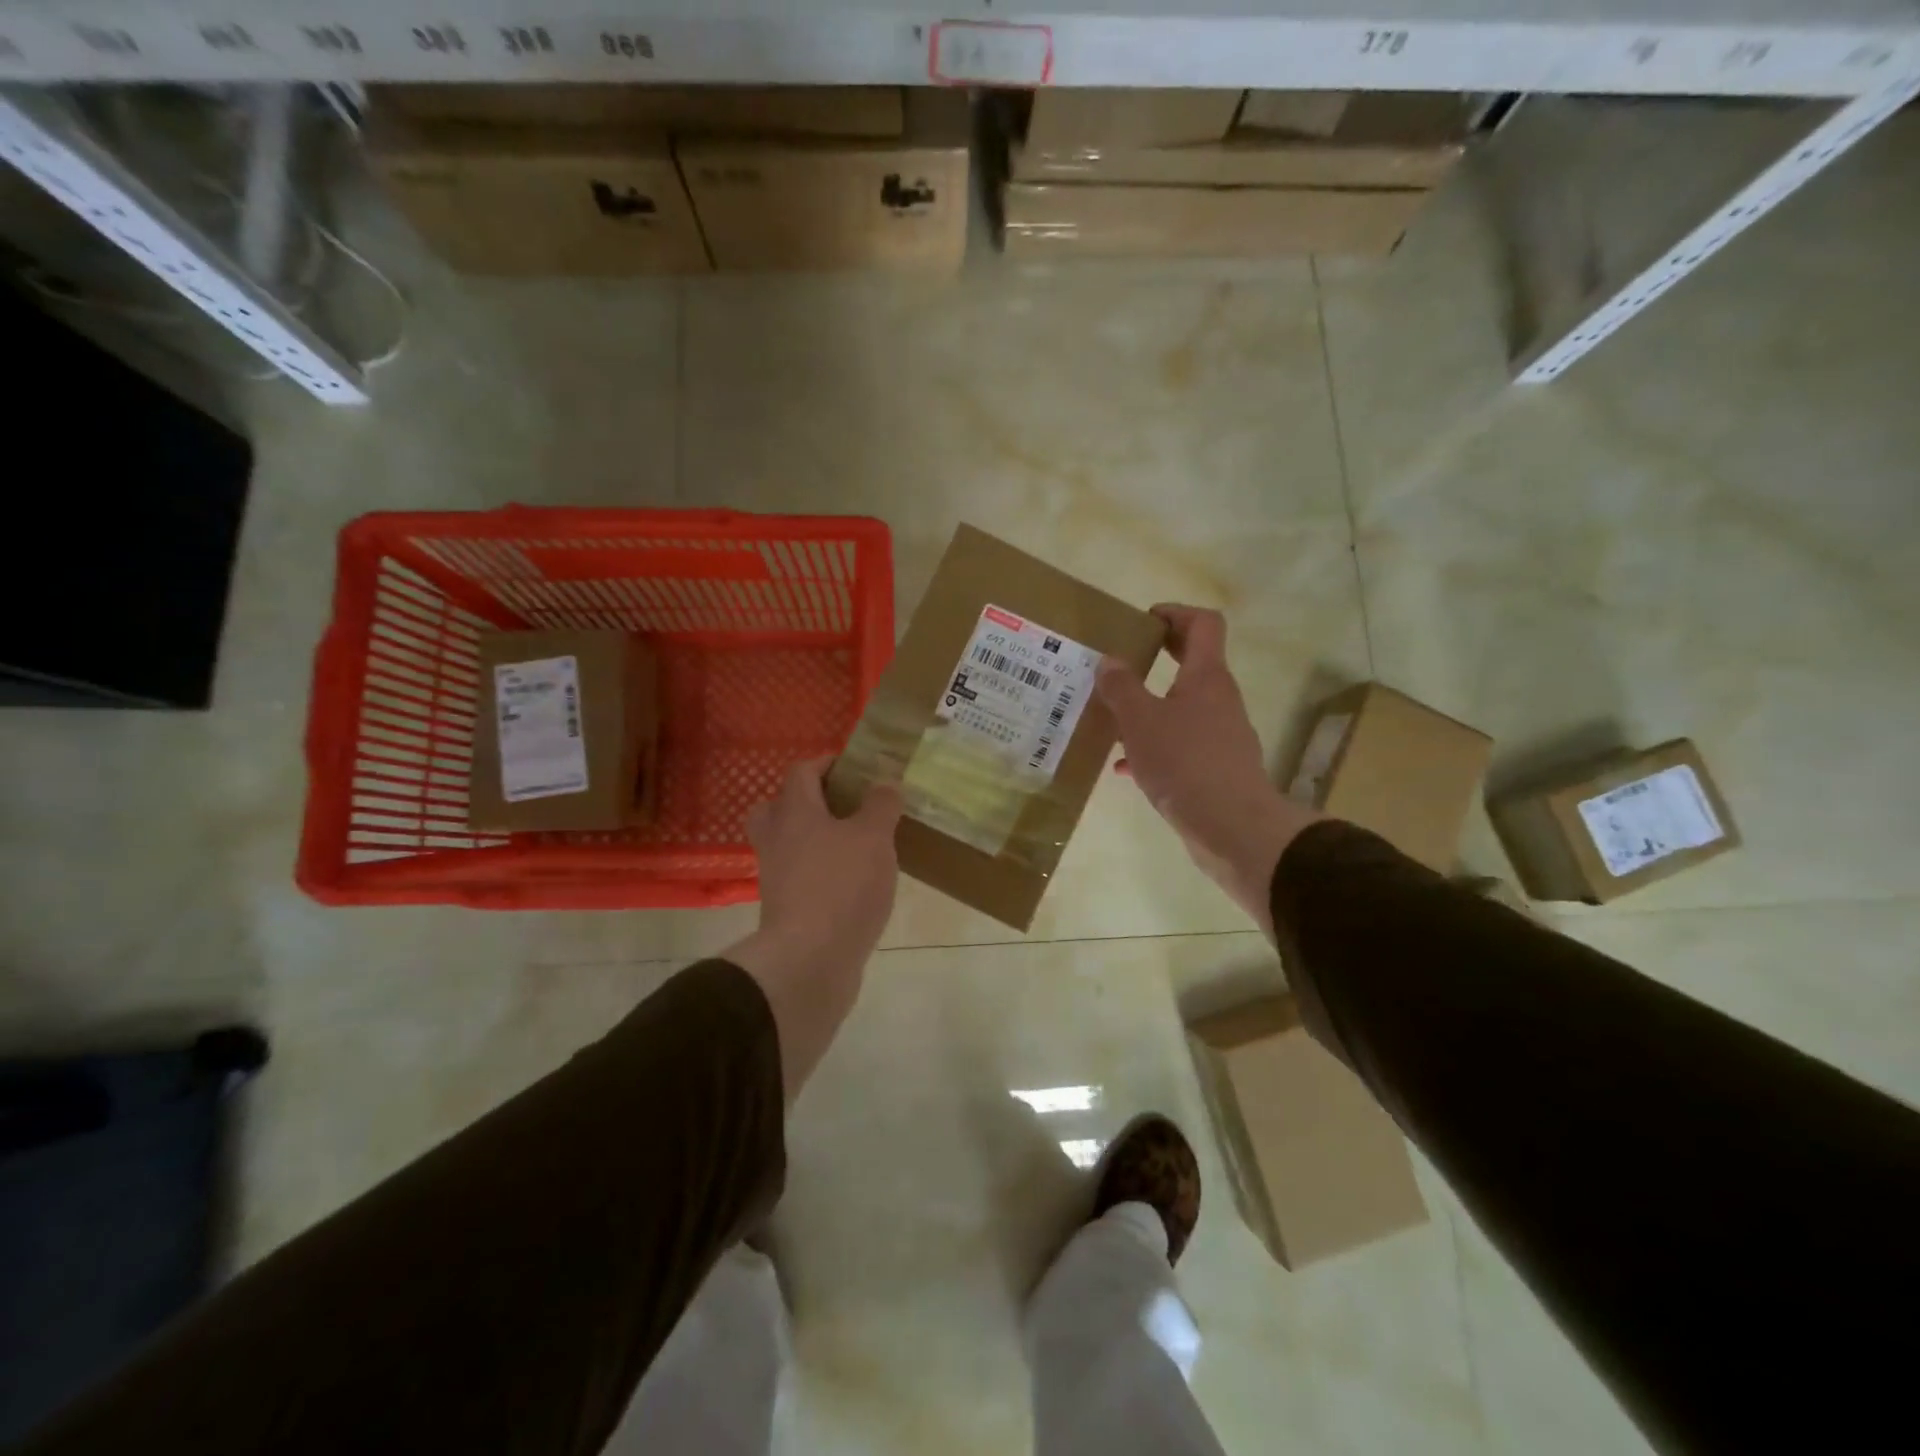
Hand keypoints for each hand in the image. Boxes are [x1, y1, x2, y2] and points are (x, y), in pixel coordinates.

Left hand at [726, 757, 901, 1097]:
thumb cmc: (842, 886)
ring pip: (790, 845)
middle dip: (809, 801)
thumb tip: (885, 781)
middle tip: (844, 806)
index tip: (857, 766)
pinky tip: (854, 882)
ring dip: (817, 839)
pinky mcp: (786, 910)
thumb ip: (881, 805)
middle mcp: (778, 840)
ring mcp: (777, 878)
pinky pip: (801, 878)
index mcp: (795, 813)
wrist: (809, 961)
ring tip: (857, 845)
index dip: (828, 763)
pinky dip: (822, 873)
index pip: (802, 772)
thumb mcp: (873, 838)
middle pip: (779, 807)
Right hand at [1096, 605, 1318, 939]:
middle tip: (1124, 659)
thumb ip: (1121, 688)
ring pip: (1182, 705)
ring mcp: (1220, 734)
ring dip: (1150, 704)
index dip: (1175, 613)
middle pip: (1194, 661)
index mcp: (1206, 677)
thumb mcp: (1140, 721)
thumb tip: (1110, 660)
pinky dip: (1153, 745)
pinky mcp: (1215, 766)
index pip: (1203, 624)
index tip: (1143, 621)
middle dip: (1159, 655)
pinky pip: (1180, 743)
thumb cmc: (1184, 763)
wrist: (1231, 827)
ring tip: (1113, 716)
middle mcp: (1219, 699)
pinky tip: (1124, 767)